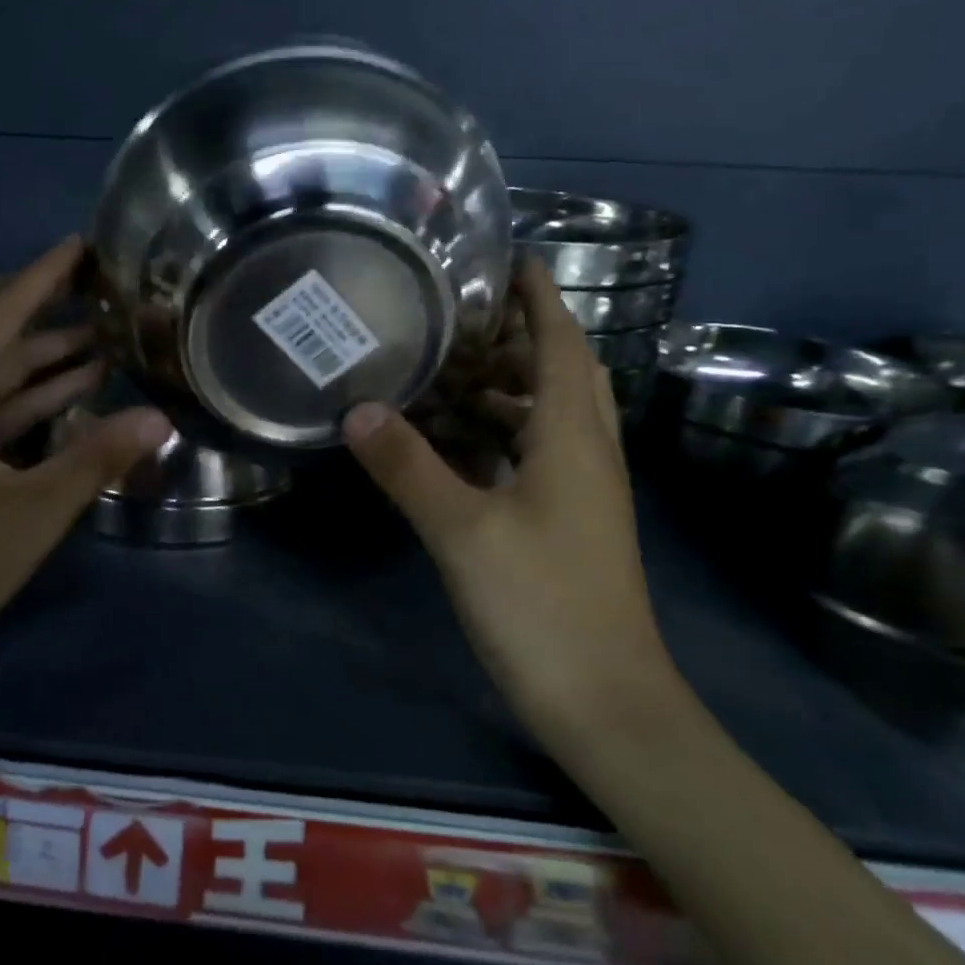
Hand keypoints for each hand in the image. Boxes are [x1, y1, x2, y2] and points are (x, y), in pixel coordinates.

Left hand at [0, 238, 170, 711]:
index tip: (82, 245)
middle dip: (34, 303)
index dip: (43, 276)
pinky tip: (69, 390)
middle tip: (91, 288)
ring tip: (99, 338)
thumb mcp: (32, 513)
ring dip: (36, 353)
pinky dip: (21, 394)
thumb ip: (97, 459)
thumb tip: (160, 417)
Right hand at [342, 259, 675, 745]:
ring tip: (448, 373)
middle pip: (562, 373)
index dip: (539, 297)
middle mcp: (588, 454)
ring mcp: (583, 492)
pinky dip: (501, 434)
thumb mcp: (463, 532)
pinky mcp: (569, 524)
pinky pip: (537, 454)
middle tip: (459, 319)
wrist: (607, 705)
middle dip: (519, 337)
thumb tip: (357, 409)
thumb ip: (408, 467)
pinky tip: (457, 445)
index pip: (562, 343)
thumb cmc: (542, 606)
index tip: (507, 258)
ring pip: (549, 416)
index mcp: (573, 439)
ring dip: (507, 387)